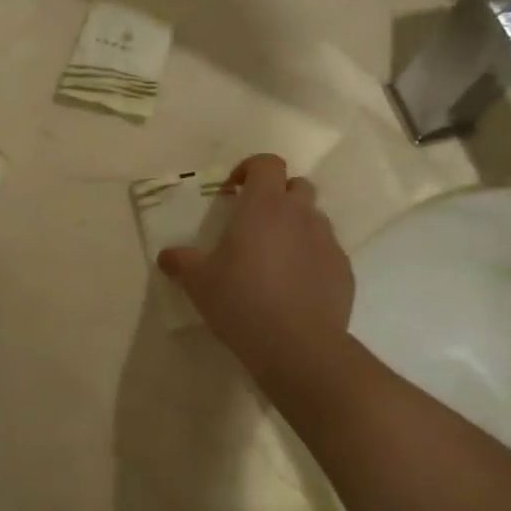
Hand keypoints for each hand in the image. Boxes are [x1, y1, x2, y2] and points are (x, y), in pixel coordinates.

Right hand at [158, 154, 353, 381]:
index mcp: (265, 205)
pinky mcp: (344, 270)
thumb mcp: (199, 282)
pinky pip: (327, 251)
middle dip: (278, 195)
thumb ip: (181, 261)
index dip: (250, 169)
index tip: (233, 192)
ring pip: (314, 218)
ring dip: (296, 226)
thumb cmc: (242, 301)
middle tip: (256, 223)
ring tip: (276, 257)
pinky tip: (295, 286)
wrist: (298, 347)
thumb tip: (166, 255)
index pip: (267, 163)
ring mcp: (327, 241)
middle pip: (296, 185)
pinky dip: (312, 258)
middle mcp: (301, 214)